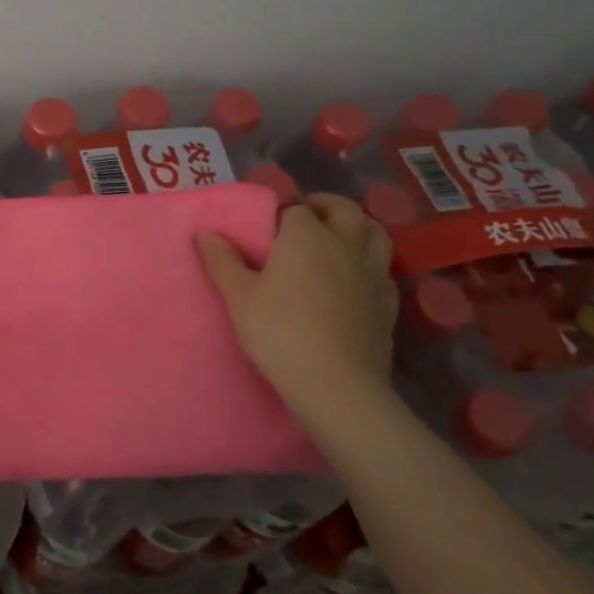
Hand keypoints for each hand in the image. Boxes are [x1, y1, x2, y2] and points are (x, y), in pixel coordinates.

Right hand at [196, 196, 397, 428]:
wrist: (335, 386)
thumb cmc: (280, 333)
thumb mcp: (238, 297)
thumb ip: (221, 260)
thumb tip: (205, 232)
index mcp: (306, 236)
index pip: (296, 209)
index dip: (281, 215)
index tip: (267, 231)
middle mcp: (344, 245)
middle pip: (345, 210)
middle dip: (326, 207)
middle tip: (306, 218)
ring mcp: (372, 273)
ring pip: (376, 233)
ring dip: (357, 227)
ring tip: (337, 239)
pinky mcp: (388, 303)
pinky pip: (383, 270)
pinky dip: (370, 264)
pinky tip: (355, 280)